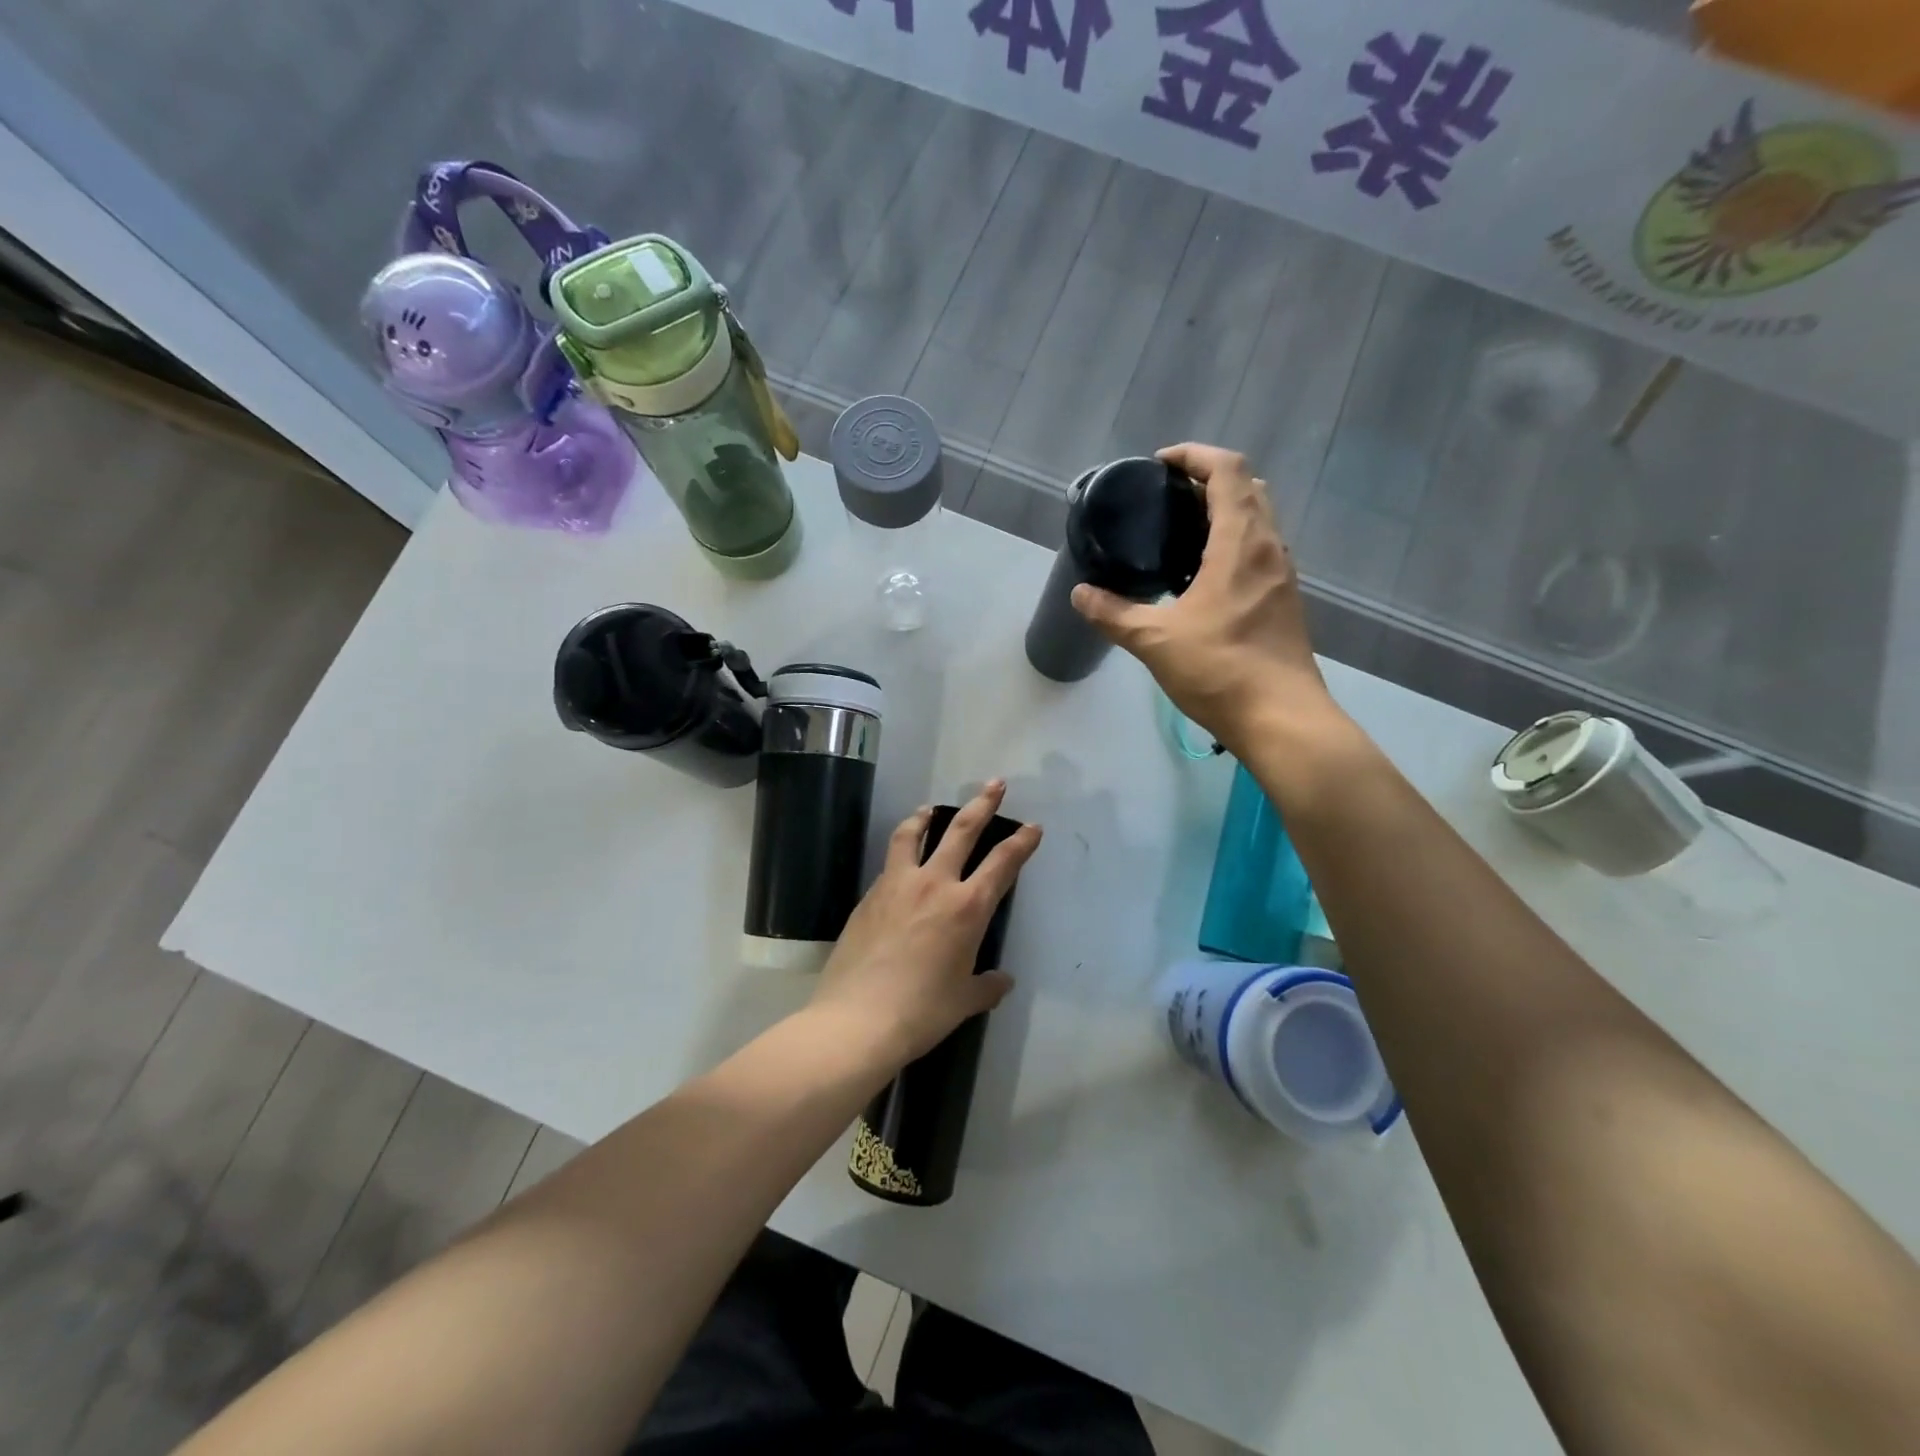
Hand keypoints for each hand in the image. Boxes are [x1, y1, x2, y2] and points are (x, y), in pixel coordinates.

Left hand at [811, 781, 1041, 1068]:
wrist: (857, 1020)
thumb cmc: (921, 1012)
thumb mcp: (963, 1001)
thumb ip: (987, 986)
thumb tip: (1002, 981)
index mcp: (967, 908)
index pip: (1003, 863)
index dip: (1021, 842)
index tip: (1032, 827)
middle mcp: (934, 884)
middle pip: (962, 830)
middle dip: (982, 803)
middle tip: (994, 784)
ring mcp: (897, 885)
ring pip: (913, 834)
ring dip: (926, 816)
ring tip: (930, 808)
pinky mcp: (869, 895)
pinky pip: (890, 863)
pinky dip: (901, 851)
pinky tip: (900, 863)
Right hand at [1071, 443, 1341, 757]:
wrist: (1281, 718)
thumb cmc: (1220, 669)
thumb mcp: (1154, 640)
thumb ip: (1113, 614)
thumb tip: (1080, 594)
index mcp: (1240, 542)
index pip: (1227, 470)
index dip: (1194, 456)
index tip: (1160, 465)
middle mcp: (1269, 548)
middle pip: (1248, 488)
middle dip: (1208, 481)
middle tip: (1167, 499)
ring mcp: (1282, 575)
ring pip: (1259, 520)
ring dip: (1225, 512)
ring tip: (1181, 534)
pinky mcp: (1285, 601)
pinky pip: (1260, 551)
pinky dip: (1233, 544)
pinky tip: (1204, 577)